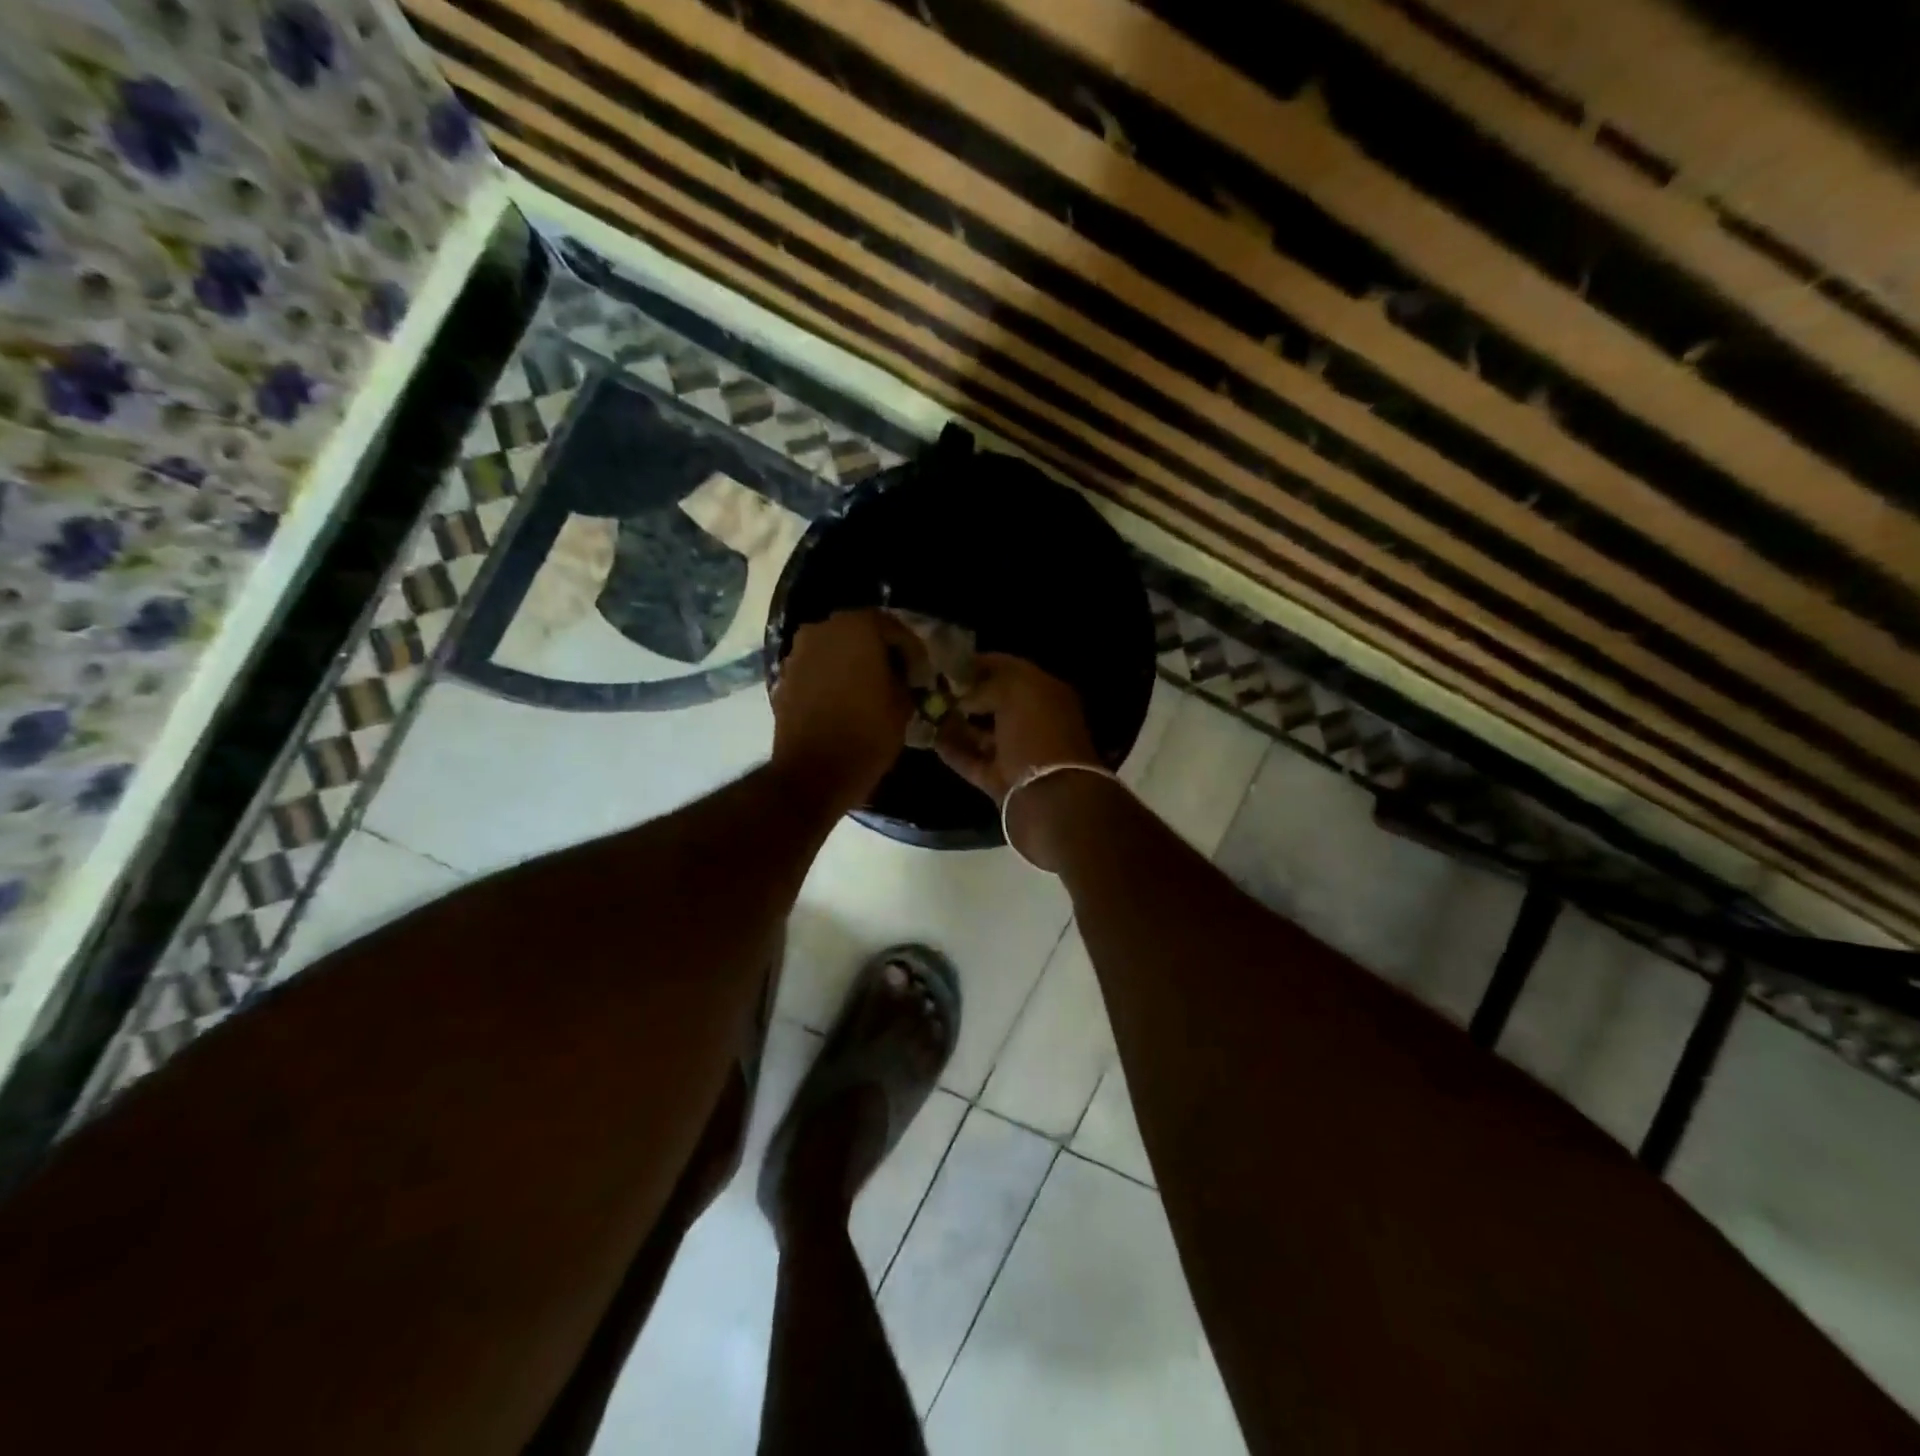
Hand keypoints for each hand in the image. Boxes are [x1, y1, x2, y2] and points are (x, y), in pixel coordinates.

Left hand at [771, 609, 920, 813]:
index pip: (894, 628)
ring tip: (870, 689)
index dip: (911, 651)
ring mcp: (798, 653)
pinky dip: (832, 678)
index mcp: (857, 628)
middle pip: (860, 632)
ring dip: (853, 664)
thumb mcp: (903, 706)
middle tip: (897, 677)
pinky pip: (816, 669)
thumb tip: (903, 676)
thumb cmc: (866, 734)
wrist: (812, 773)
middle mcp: (822, 630)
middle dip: (880, 652)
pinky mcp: (784, 678)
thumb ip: (906, 680)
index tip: (921, 674)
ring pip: (835, 649)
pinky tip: (845, 700)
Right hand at [936, 654, 1107, 864]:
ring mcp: (1018, 753)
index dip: (977, 663)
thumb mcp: (1015, 693)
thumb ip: (987, 684)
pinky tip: (929, 739)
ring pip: (982, 732)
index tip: (944, 661)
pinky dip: (954, 750)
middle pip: (993, 701)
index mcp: (1045, 693)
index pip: (1007, 668)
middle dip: (964, 693)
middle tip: (929, 686)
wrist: (1051, 801)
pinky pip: (973, 760)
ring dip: (955, 722)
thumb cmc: (1038, 736)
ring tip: (923, 710)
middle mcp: (1033, 721)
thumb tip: (962, 694)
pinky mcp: (1002, 781)